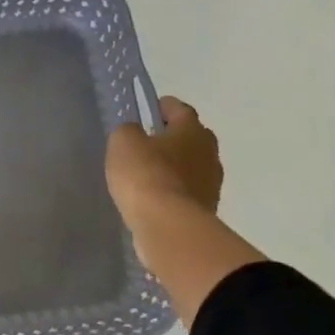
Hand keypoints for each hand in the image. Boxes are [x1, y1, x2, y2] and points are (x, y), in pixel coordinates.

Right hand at [107, 96, 223, 218]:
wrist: (169, 227)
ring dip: (174, 168)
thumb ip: (129, 131)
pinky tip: (154, 198)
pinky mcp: (206, 210)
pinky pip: (187, 192)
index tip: (147, 110)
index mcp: (192, 130)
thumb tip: (136, 133)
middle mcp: (209, 153)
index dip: (163, 107)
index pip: (180, 109)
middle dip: (173, 138)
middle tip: (147, 143)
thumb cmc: (146, 174)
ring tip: (148, 174)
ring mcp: (211, 184)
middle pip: (191, 138)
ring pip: (191, 167)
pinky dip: (173, 192)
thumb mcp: (124, 142)